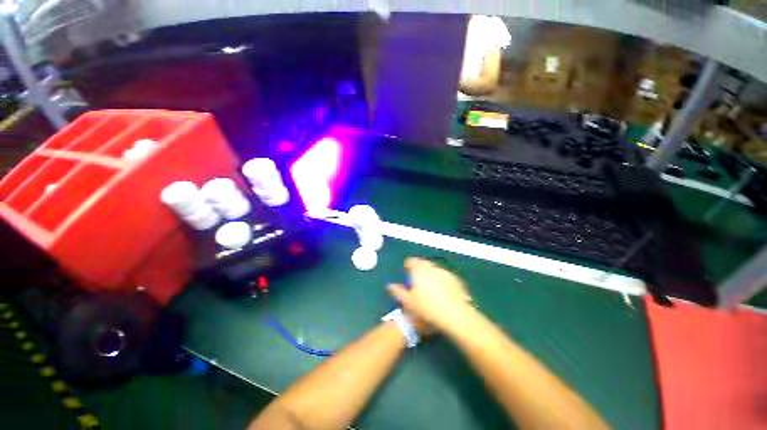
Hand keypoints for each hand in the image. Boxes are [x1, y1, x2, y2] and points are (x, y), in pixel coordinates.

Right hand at [387, 257, 474, 332]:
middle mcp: (432, 267)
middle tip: (417, 284)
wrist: (455, 316)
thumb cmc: (427, 308)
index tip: (406, 275)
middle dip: (419, 270)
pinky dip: (441, 280)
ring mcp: (445, 272)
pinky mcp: (456, 279)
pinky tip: (442, 294)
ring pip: (434, 269)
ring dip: (430, 275)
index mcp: (419, 269)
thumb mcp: (408, 302)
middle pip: (423, 263)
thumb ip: (397, 292)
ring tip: (430, 290)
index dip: (407, 267)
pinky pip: (444, 276)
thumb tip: (390, 285)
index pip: (410, 261)